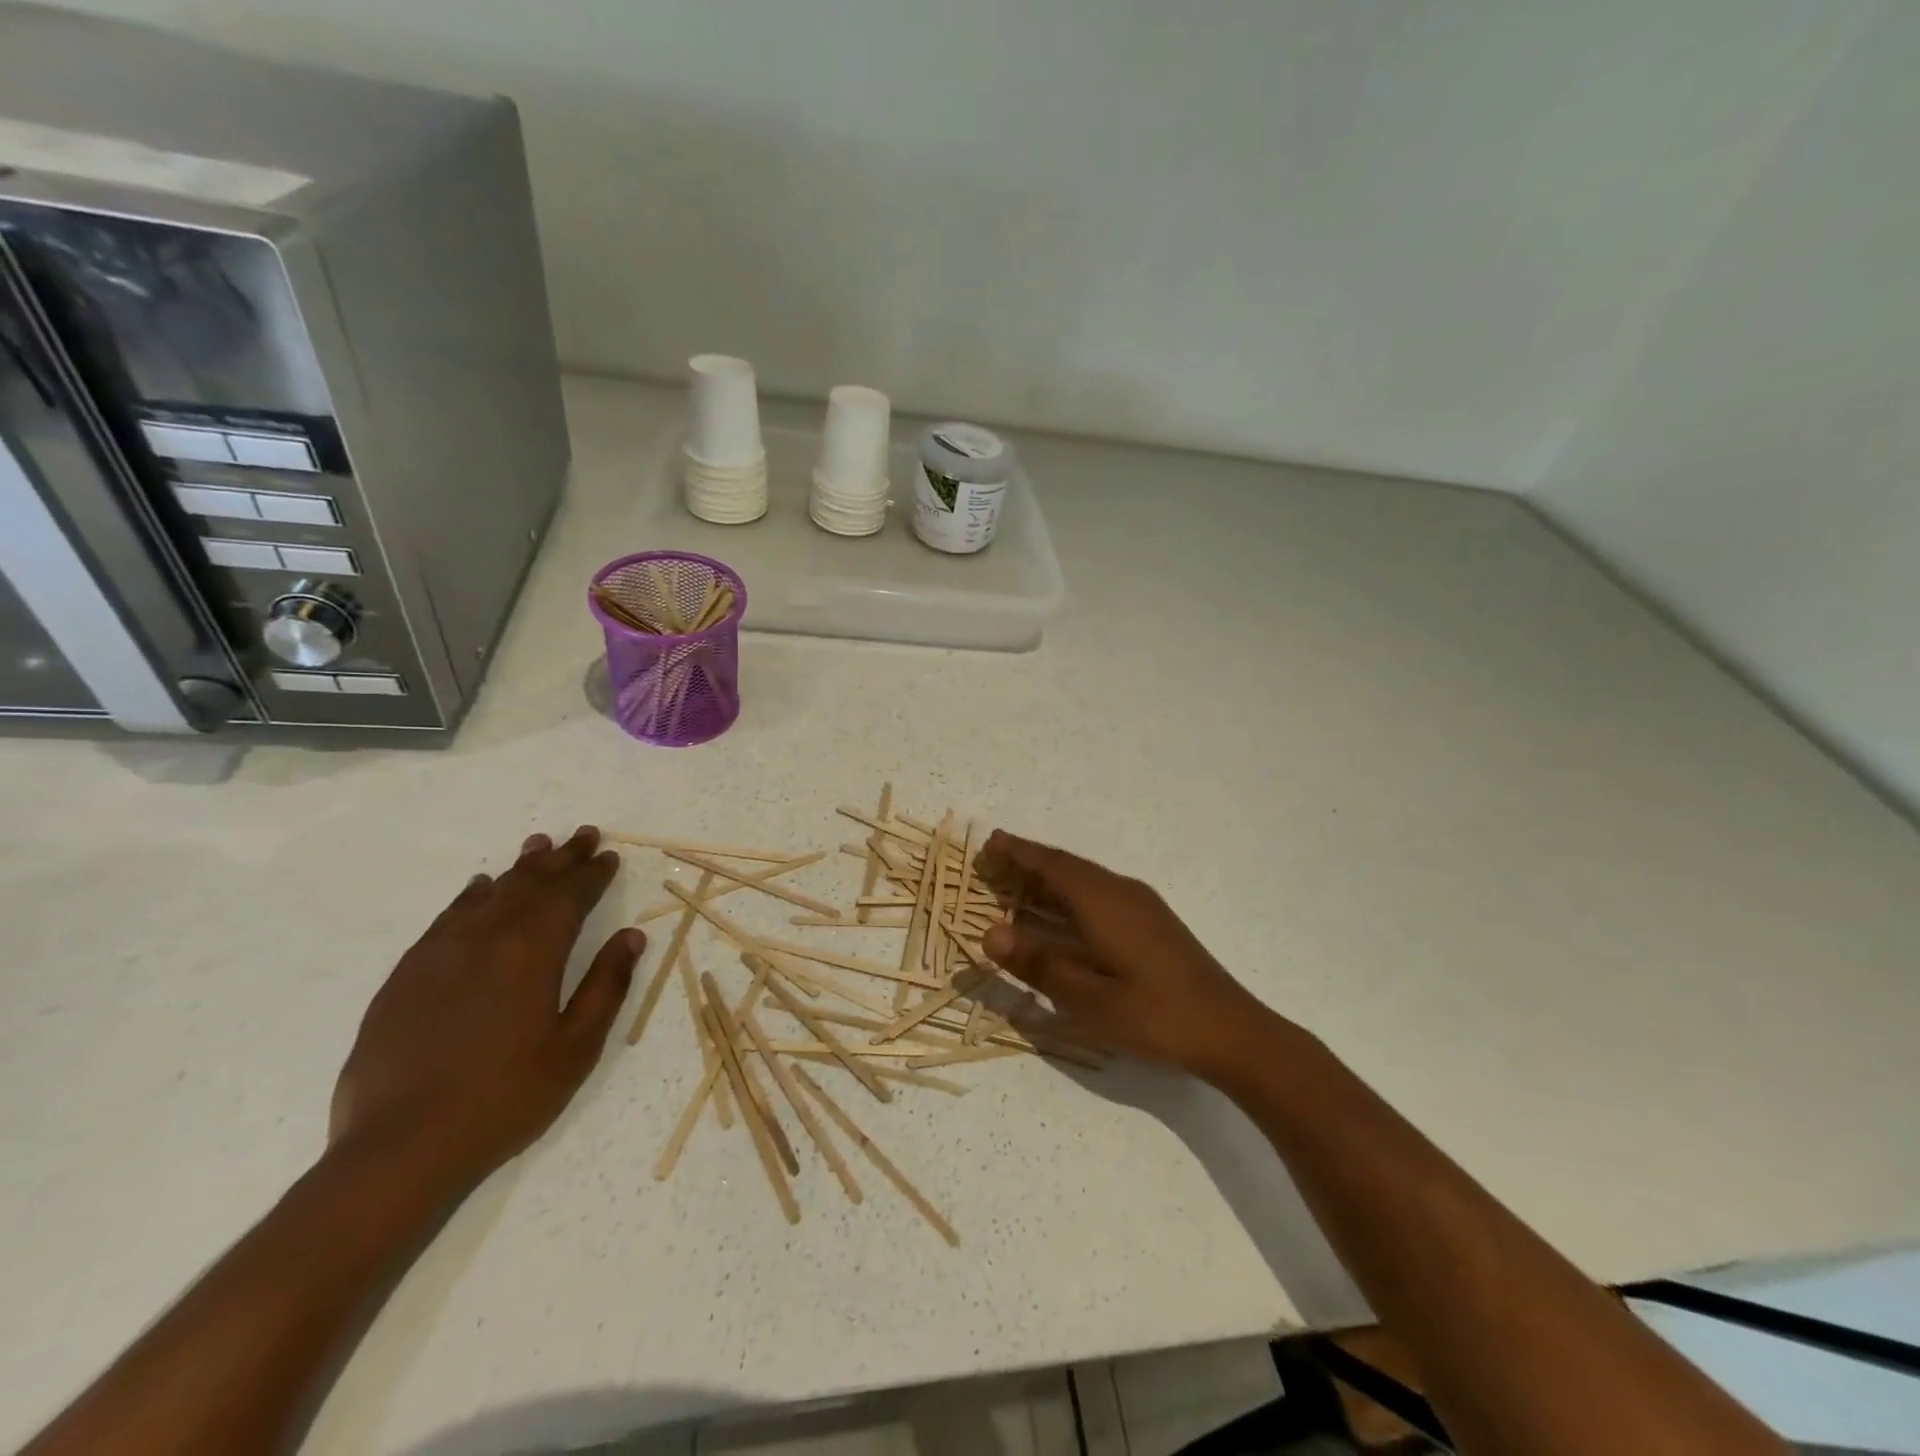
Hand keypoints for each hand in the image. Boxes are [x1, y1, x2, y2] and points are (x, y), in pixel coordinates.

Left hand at [329, 826, 644, 1189]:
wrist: (400, 1148)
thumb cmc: (505, 1098)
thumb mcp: (576, 1048)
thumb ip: (605, 986)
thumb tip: (630, 936)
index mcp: (532, 954)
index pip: (569, 897)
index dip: (592, 874)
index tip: (608, 856)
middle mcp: (486, 940)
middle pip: (529, 885)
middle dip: (561, 858)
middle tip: (583, 835)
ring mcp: (439, 955)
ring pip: (488, 895)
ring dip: (518, 868)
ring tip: (538, 846)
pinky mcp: (405, 977)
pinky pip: (446, 919)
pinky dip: (469, 897)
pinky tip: (478, 889)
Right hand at [977, 831, 1293, 1081]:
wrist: (1232, 1031)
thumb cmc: (1154, 1016)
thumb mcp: (1088, 999)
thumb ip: (1038, 964)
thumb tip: (990, 932)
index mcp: (1103, 901)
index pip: (1051, 865)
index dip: (1018, 852)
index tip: (989, 843)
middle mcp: (1122, 892)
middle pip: (1067, 867)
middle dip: (1029, 862)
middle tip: (993, 863)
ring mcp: (1141, 905)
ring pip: (1085, 880)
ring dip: (1050, 879)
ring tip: (1018, 883)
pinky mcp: (1152, 923)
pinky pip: (1099, 893)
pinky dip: (1071, 895)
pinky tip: (1064, 915)